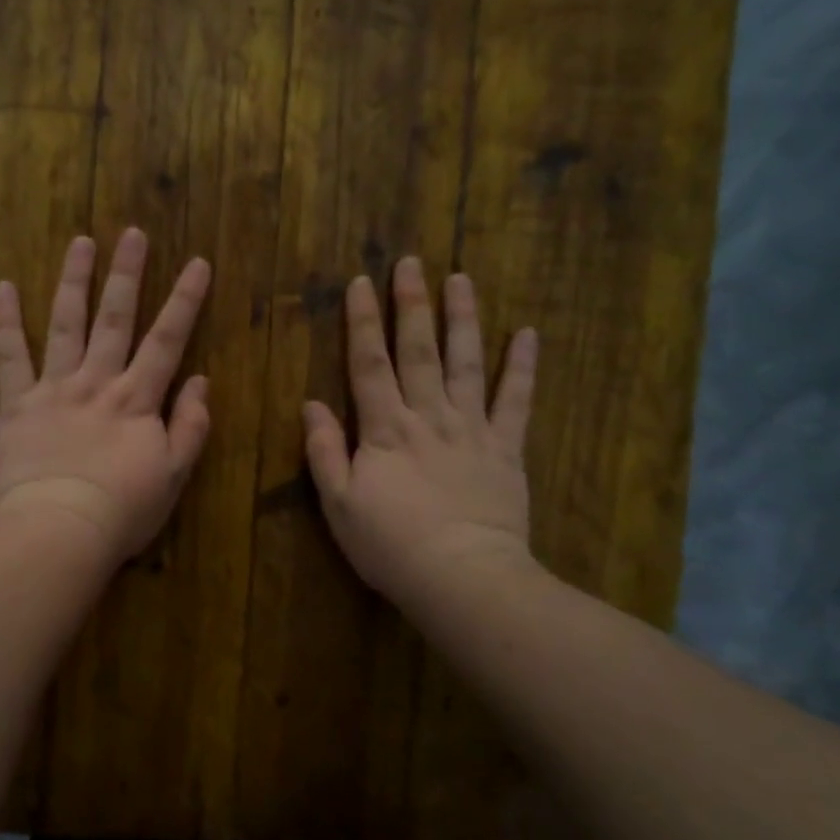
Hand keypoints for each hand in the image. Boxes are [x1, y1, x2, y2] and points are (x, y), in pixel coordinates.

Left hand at [0, 229, 212, 569]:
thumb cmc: (122, 511)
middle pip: (116, 318)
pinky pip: (10, 356)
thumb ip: (191, 425)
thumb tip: (201, 380)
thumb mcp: (174, 475)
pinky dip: (6, 321)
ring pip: (67, 324)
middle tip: (132, 233)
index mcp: (137, 399)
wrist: (59, 531)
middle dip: (127, 274)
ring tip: (80, 242)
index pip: (167, 339)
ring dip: (74, 281)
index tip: (197, 262)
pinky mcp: (17, 404)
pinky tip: (3, 286)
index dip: (185, 300)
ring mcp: (54, 388)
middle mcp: (97, 382)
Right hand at [303, 258, 539, 607]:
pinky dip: (522, 368)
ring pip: (466, 363)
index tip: (361, 282)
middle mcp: (428, 416)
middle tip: (412, 261)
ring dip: (463, 319)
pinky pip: (516, 401)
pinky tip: (528, 334)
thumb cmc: (390, 545)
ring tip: (461, 279)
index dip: (363, 322)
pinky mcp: (506, 449)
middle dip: (412, 304)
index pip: (369, 364)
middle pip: (418, 351)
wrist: (462, 577)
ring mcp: (471, 429)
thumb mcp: (339, 504)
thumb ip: (323, 450)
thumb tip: (310, 403)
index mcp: (384, 429)